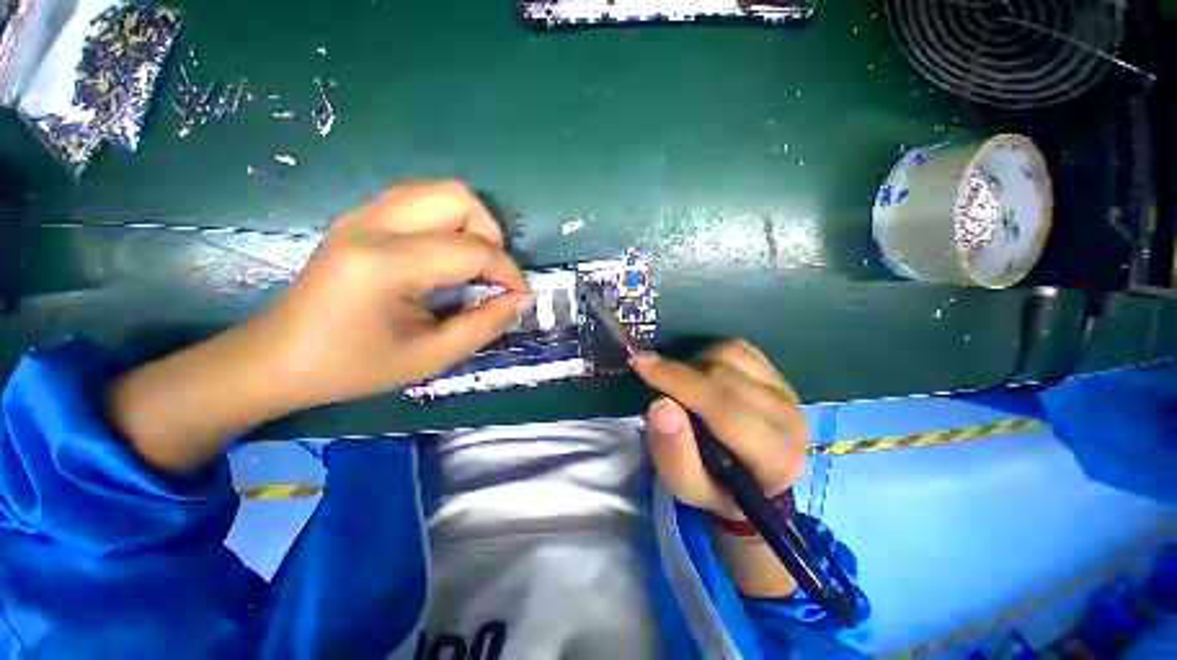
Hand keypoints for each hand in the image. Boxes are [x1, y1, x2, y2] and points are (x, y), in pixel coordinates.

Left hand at [257, 181, 532, 409]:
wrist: (278, 358)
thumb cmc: (352, 367)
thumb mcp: (429, 358)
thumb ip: (484, 326)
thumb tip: (522, 301)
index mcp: (385, 264)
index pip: (471, 249)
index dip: (509, 271)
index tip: (521, 296)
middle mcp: (372, 225)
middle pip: (458, 197)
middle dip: (490, 234)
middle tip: (491, 274)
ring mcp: (362, 215)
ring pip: (440, 192)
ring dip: (471, 225)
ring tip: (473, 265)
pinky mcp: (360, 218)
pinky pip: (421, 202)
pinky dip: (448, 224)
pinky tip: (445, 259)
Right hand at [630, 340, 805, 519]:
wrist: (752, 478)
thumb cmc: (716, 486)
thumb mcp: (686, 486)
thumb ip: (673, 453)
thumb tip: (661, 404)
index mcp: (776, 459)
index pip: (724, 409)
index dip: (679, 382)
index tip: (641, 364)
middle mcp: (790, 419)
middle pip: (724, 376)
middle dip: (680, 374)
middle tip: (655, 379)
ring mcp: (786, 390)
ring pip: (730, 355)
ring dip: (695, 364)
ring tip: (685, 385)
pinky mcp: (777, 373)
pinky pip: (737, 347)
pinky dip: (710, 354)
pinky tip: (703, 374)